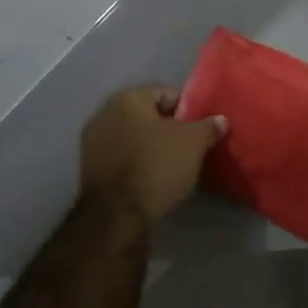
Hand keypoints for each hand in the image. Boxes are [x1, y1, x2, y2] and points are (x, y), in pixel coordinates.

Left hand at [79, 87, 226, 224]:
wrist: (116, 213)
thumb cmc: (157, 165)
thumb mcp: (194, 143)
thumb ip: (208, 126)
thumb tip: (220, 120)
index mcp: (129, 98)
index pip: (166, 93)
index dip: (187, 110)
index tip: (200, 128)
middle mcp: (105, 112)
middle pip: (147, 114)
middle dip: (167, 127)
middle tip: (188, 145)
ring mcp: (92, 140)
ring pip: (132, 135)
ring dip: (149, 144)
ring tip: (170, 162)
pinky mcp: (87, 166)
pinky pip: (120, 154)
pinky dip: (135, 160)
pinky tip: (150, 175)